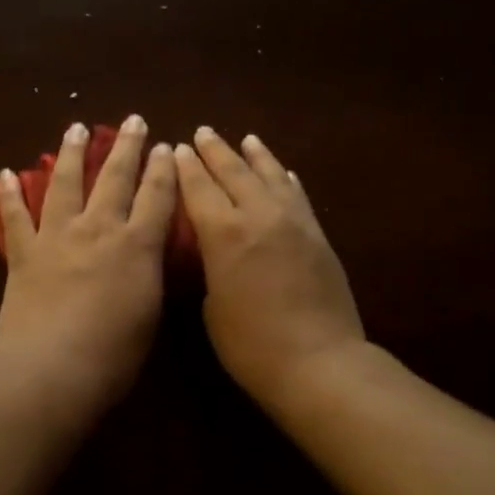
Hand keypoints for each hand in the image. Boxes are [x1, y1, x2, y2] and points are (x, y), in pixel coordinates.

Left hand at [0, 116, 177, 412]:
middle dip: (127, 147)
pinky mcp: (24, 253)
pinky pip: (15, 217)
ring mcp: (57, 237)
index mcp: (137, 245)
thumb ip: (149, 274)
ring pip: (66, 183)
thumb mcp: (150, 311)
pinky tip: (6, 173)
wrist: (53, 366)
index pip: (157, 196)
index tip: (166, 146)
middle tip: (132, 121)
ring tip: (76, 128)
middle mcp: (98, 229)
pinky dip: (9, 195)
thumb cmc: (114, 351)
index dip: (163, 169)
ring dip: (72, 154)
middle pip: (115, 178)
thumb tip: (146, 255)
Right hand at [174, 127, 364, 404]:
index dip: (185, 168)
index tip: (175, 149)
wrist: (318, 361)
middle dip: (215, 152)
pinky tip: (283, 172)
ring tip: (245, 139)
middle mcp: (260, 216)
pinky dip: (286, 180)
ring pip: (272, 176)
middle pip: (234, 173)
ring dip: (255, 156)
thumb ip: (211, 268)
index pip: (199, 189)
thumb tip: (215, 250)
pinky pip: (299, 197)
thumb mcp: (213, 307)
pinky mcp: (318, 236)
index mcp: (224, 234)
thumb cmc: (251, 346)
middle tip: (202, 133)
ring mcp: (294, 223)